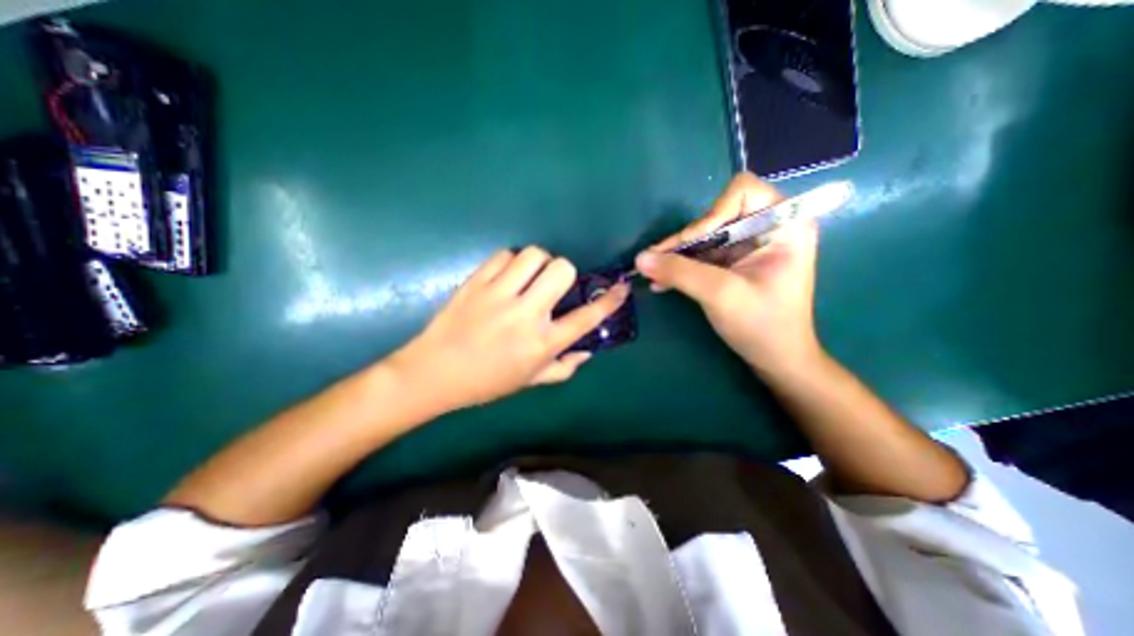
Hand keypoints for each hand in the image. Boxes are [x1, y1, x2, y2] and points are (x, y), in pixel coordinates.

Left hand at [387, 246, 624, 413]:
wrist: (434, 373)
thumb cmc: (487, 381)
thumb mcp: (530, 381)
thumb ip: (564, 367)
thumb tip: (587, 351)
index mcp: (542, 343)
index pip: (587, 317)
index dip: (609, 301)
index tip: (619, 288)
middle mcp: (526, 314)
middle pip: (562, 270)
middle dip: (565, 272)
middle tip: (553, 285)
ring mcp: (499, 295)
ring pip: (534, 255)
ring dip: (539, 263)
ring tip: (530, 277)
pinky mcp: (476, 282)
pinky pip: (504, 255)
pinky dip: (512, 262)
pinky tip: (507, 277)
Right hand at [633, 170, 819, 375]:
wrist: (775, 359)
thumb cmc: (761, 325)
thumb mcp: (720, 294)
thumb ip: (679, 272)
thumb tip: (640, 257)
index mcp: (784, 224)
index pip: (742, 191)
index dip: (713, 213)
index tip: (694, 243)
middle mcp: (767, 228)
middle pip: (717, 214)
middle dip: (687, 239)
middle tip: (659, 261)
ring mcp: (748, 245)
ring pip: (704, 236)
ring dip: (678, 255)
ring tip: (654, 273)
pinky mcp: (733, 262)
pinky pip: (702, 254)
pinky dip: (682, 266)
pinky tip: (662, 281)